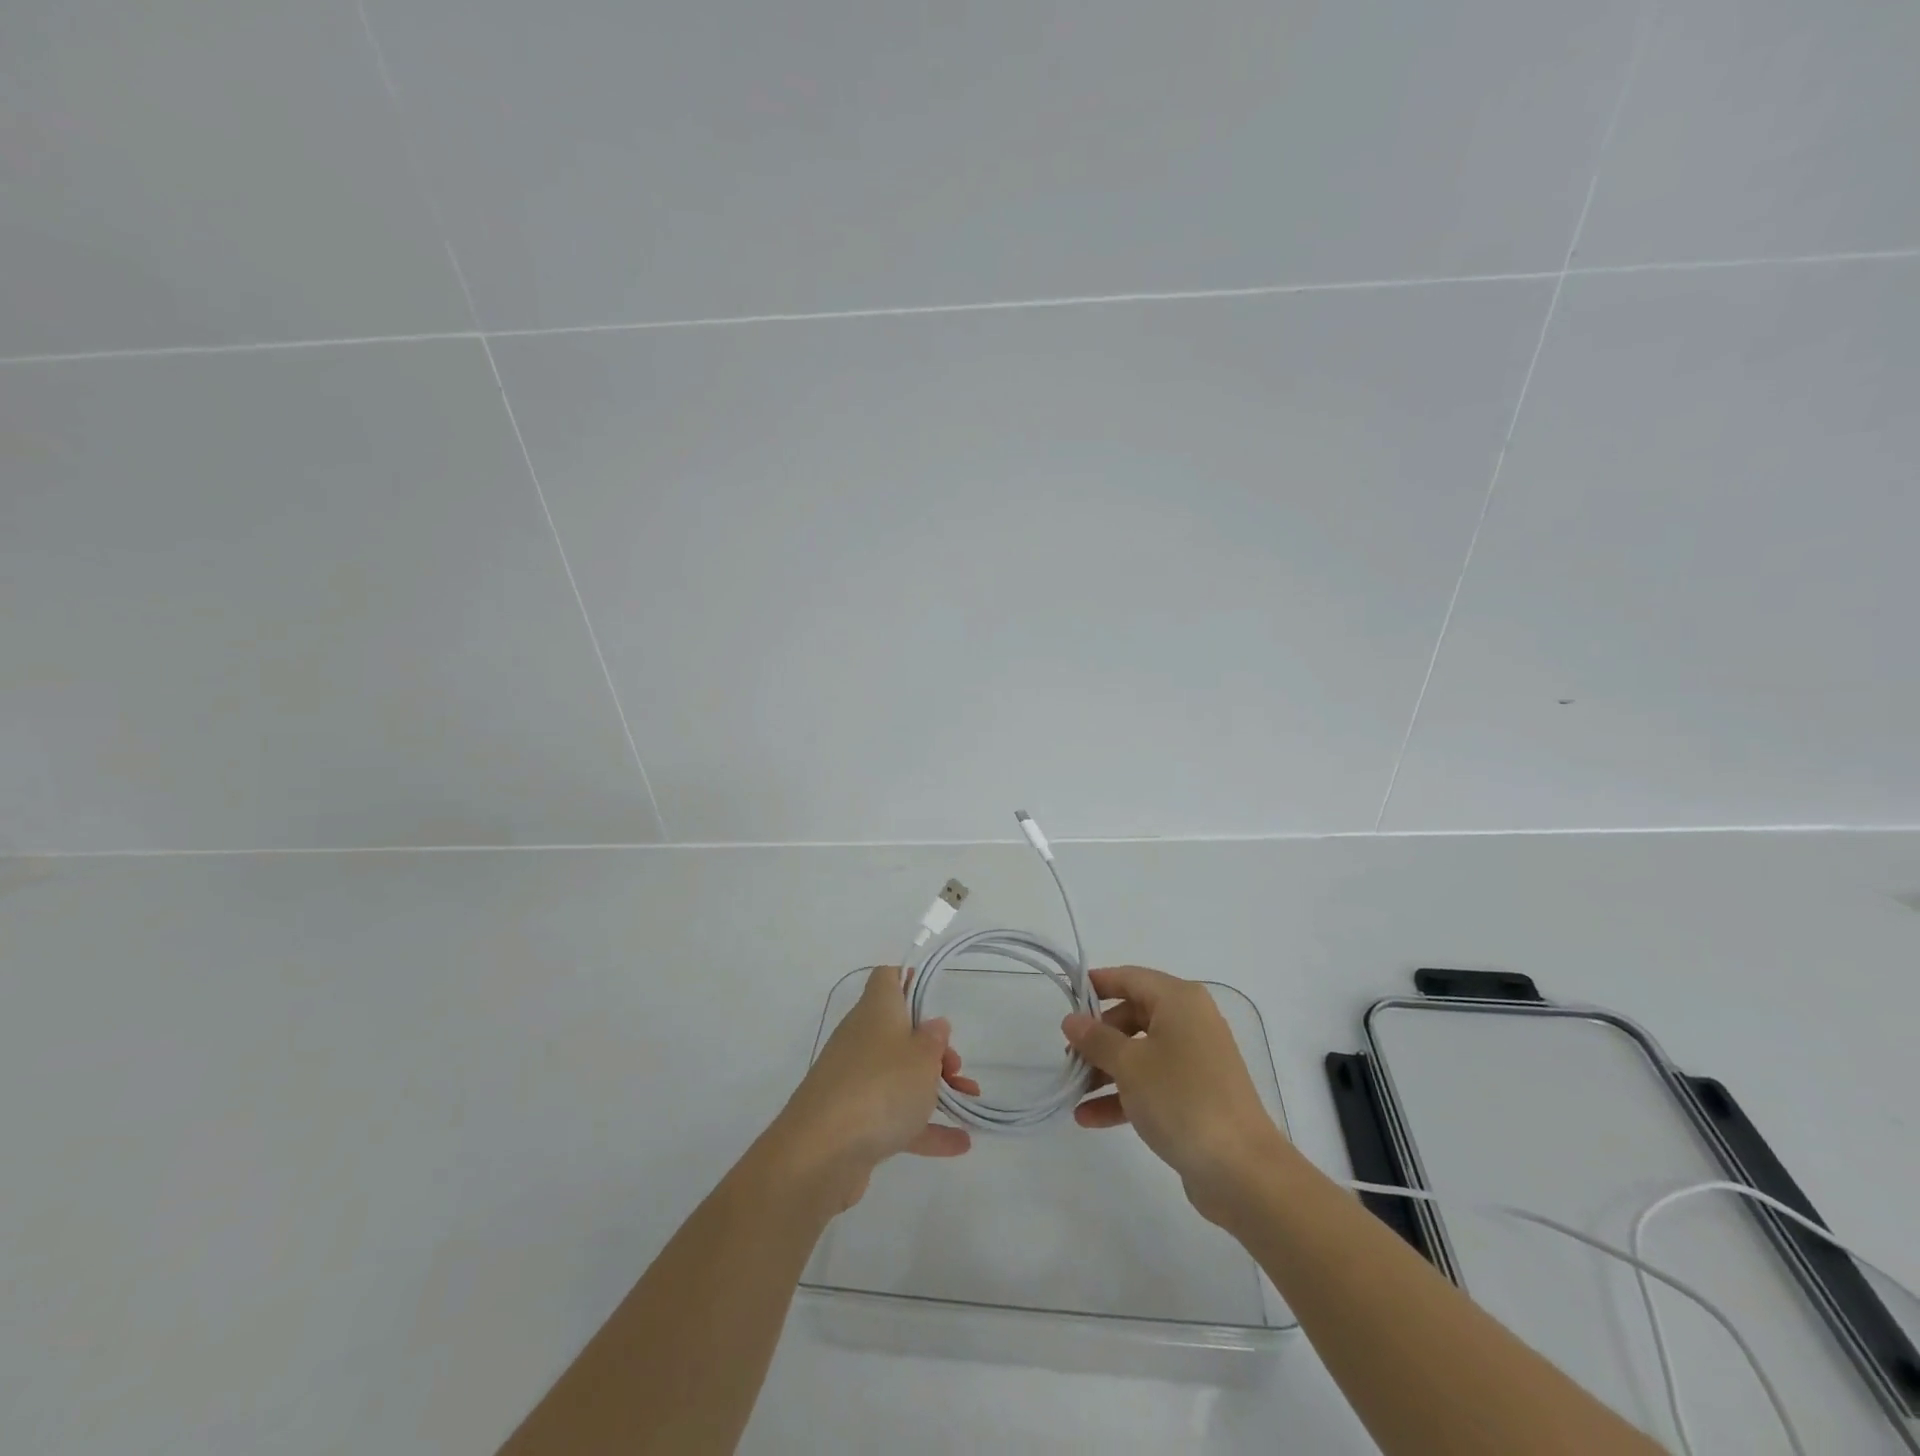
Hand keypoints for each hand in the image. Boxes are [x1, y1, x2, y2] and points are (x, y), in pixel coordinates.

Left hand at [772, 965, 978, 1210]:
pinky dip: (923, 1127)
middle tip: (955, 1068)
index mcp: (876, 1010)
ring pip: (898, 1075)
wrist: (821, 1153)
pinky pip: (893, 1116)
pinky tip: (959, 1143)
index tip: (933, 998)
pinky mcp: (853, 1121)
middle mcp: (861, 1039)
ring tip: (968, 1102)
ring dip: (933, 1088)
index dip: (908, 979)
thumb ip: (934, 1040)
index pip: (886, 978)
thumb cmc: (880, 1086)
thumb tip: (933, 1025)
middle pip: (899, 1031)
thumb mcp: (922, 1057)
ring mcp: (854, 1081)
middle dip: (932, 1049)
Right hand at [1063, 965, 1287, 1225]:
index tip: (1066, 996)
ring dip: (1105, 1070)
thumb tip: (1072, 1020)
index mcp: (1179, 1001)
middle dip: (1098, 1037)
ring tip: (1073, 1092)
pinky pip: (1152, 1083)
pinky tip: (1089, 1117)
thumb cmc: (1182, 1099)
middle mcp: (1190, 1022)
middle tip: (1069, 1056)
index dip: (1096, 984)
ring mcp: (1195, 1060)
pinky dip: (1123, 1095)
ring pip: (1140, 1052)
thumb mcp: (1130, 1065)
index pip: (1130, 978)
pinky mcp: (1196, 1095)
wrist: (1242, 1170)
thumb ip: (1096, 1039)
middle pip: (1132, 1016)